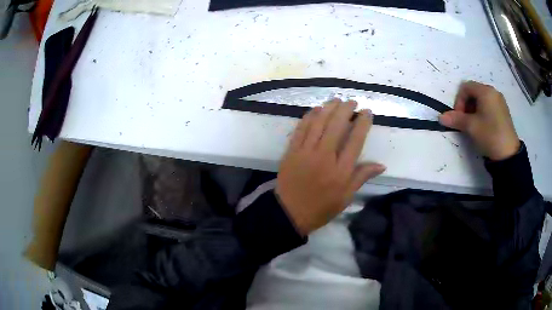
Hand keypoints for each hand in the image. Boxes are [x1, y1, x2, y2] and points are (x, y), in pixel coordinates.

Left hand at [276, 99, 385, 235]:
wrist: (289, 213)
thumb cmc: (321, 208)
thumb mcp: (346, 197)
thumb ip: (361, 177)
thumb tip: (381, 165)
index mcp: (341, 171)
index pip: (355, 140)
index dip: (363, 123)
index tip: (367, 112)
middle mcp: (324, 157)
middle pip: (336, 126)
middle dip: (346, 110)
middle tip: (352, 101)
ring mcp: (305, 152)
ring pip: (318, 123)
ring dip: (328, 108)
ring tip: (336, 100)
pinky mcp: (292, 151)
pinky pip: (301, 129)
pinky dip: (309, 117)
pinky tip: (316, 109)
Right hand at [439, 81, 519, 160]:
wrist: (509, 154)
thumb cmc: (490, 135)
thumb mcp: (471, 127)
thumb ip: (456, 119)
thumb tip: (441, 117)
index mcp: (485, 91)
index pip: (466, 87)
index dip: (459, 100)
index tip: (459, 117)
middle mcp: (493, 92)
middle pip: (474, 92)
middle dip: (466, 105)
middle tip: (465, 121)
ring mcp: (500, 101)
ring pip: (481, 99)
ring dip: (474, 109)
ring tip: (474, 125)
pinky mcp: (503, 111)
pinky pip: (489, 105)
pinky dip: (482, 112)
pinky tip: (483, 126)